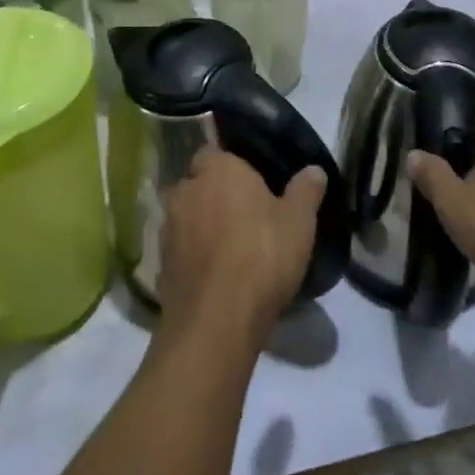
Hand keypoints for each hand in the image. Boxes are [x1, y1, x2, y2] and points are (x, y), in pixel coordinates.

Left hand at [156, 149, 326, 339]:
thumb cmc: (262, 256)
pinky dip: (193, 257)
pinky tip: (215, 276)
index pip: (214, 152)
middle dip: (214, 195)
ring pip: (186, 217)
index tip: (252, 184)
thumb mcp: (299, 222)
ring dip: (201, 227)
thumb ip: (305, 191)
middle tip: (244, 216)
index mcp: (217, 169)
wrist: (216, 322)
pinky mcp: (160, 265)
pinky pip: (180, 251)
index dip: (231, 167)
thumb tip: (314, 170)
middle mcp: (186, 190)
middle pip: (198, 184)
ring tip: (230, 248)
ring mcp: (168, 228)